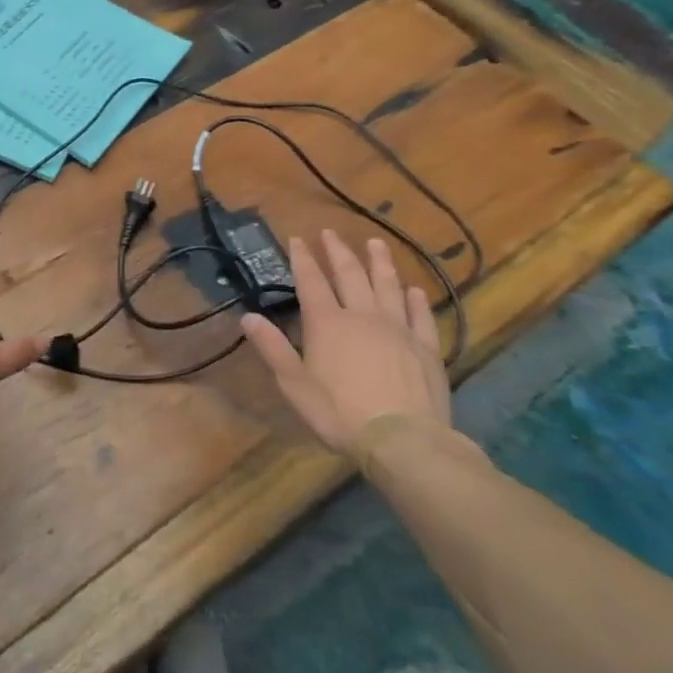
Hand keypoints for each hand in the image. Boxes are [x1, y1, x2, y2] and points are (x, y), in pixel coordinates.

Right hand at [240, 232, 449, 460]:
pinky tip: (415, 289)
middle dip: (338, 251)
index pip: (311, 281)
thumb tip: (247, 317)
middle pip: (350, 274)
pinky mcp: (426, 347)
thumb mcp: (294, 384)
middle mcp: (362, 315)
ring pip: (388, 285)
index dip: (302, 258)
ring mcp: (398, 328)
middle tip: (331, 232)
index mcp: (327, 323)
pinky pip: (420, 315)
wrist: (403, 439)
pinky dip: (416, 299)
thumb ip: (272, 348)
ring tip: (376, 243)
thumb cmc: (339, 413)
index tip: (298, 238)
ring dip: (380, 262)